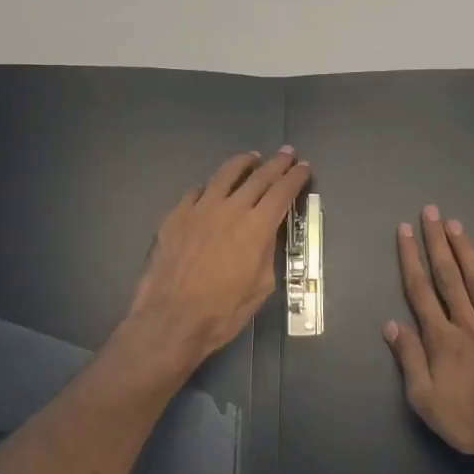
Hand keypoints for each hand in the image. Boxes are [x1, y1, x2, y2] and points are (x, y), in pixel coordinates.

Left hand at [124, 147, 310, 371]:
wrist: (170, 320)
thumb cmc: (222, 312)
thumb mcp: (261, 286)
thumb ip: (267, 252)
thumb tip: (267, 234)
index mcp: (256, 227)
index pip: (282, 191)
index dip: (296, 177)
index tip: (304, 167)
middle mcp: (231, 208)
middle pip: (259, 176)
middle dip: (277, 163)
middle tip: (287, 153)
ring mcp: (200, 209)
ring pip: (225, 174)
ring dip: (243, 163)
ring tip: (252, 158)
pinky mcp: (176, 215)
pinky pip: (196, 191)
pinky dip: (210, 185)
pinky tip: (212, 187)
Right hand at [384, 206, 473, 463]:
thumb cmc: (471, 420)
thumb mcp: (425, 401)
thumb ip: (409, 359)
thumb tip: (391, 324)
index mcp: (441, 339)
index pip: (420, 292)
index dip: (410, 259)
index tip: (405, 231)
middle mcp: (467, 323)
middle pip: (448, 277)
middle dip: (437, 243)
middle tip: (431, 212)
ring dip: (466, 251)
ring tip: (456, 224)